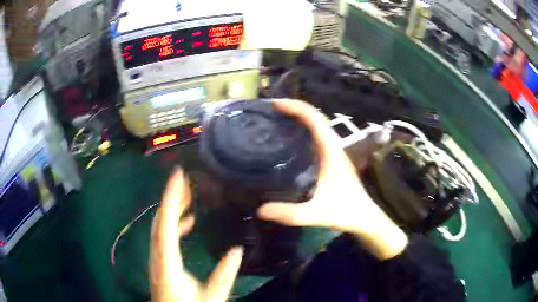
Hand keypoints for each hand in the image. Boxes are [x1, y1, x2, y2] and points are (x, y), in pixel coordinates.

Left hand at [150, 170, 243, 301]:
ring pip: (159, 226)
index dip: (171, 199)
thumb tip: (237, 250)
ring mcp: (156, 257)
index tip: (178, 176)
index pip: (166, 226)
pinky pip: (163, 236)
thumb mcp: (213, 296)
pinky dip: (173, 224)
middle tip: (187, 180)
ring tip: (189, 196)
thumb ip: (224, 275)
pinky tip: (187, 222)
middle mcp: (157, 256)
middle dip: (171, 198)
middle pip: (160, 221)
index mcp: (168, 264)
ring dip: (172, 209)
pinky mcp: (159, 260)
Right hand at [257, 99, 407, 259]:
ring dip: (299, 118)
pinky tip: (288, 142)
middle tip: (270, 112)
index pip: (315, 119)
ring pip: (317, 127)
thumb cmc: (345, 212)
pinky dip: (303, 131)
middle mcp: (334, 147)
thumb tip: (260, 209)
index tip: (275, 105)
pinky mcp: (332, 160)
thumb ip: (290, 214)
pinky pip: (317, 138)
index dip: (296, 107)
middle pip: (315, 118)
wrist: (364, 217)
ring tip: (276, 121)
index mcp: (332, 152)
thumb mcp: (316, 214)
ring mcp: (334, 153)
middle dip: (294, 109)